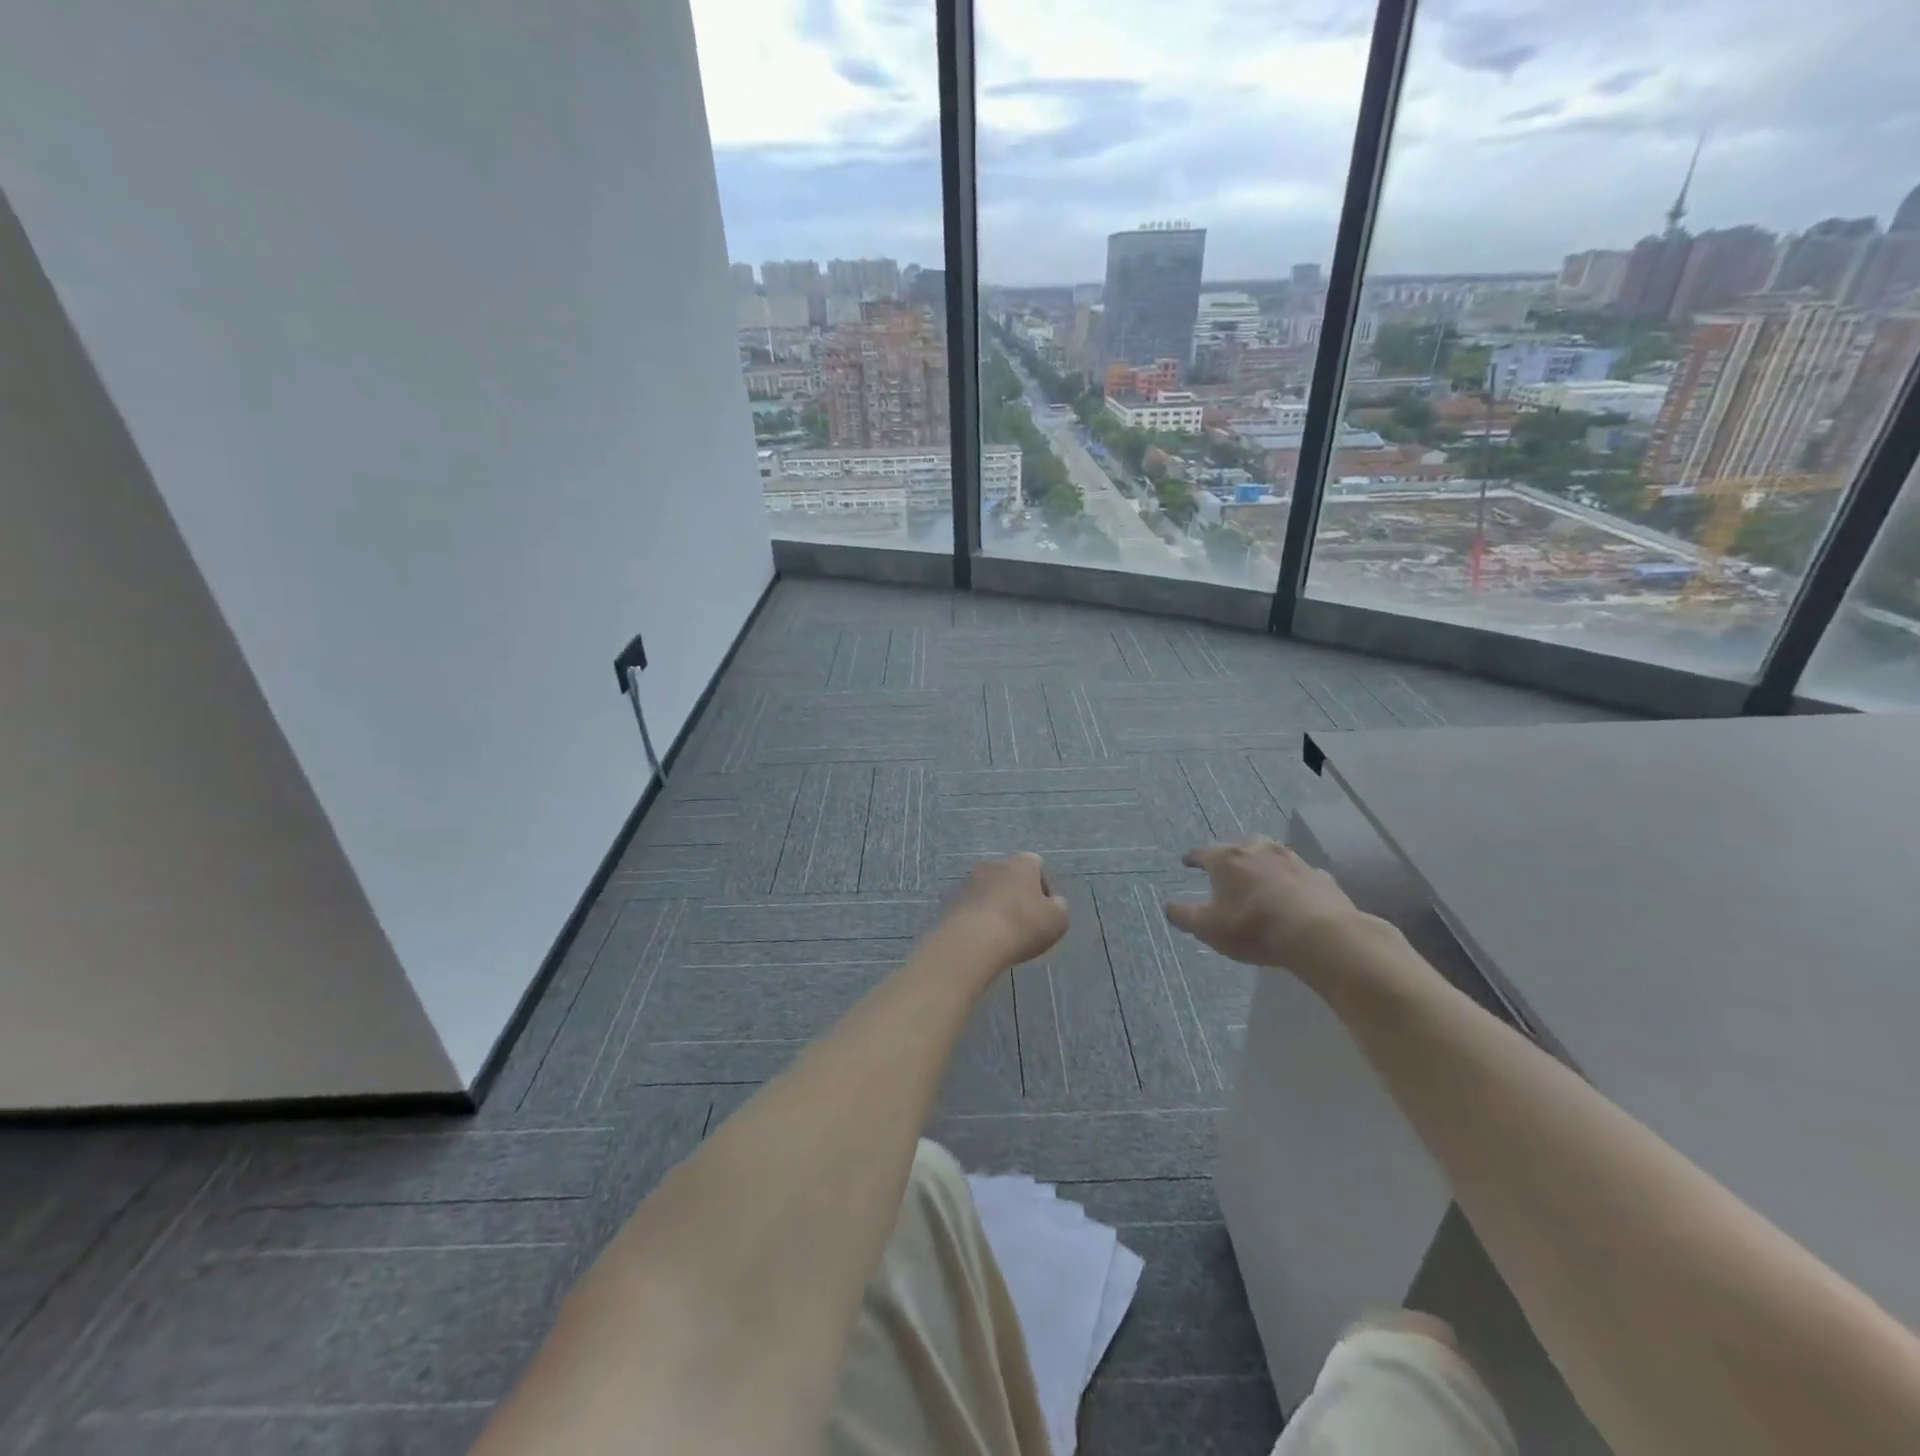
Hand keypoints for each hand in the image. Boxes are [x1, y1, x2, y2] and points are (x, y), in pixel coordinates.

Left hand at [940, 853, 1069, 969]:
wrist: (972, 941)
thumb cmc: (1022, 925)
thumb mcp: (1058, 919)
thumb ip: (1059, 906)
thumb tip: (1052, 903)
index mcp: (1021, 862)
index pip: (1036, 865)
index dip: (1043, 888)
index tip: (1044, 912)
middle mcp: (993, 864)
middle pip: (1010, 877)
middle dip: (1017, 895)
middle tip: (1023, 923)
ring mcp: (969, 880)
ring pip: (989, 891)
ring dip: (996, 906)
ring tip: (1001, 934)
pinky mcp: (952, 900)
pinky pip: (971, 907)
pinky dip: (978, 918)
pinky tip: (982, 939)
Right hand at [1163, 837, 1363, 974]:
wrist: (1318, 934)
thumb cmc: (1253, 928)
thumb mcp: (1208, 928)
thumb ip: (1184, 916)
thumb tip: (1168, 905)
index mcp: (1226, 860)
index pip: (1202, 852)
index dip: (1193, 858)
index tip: (1186, 862)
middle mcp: (1258, 850)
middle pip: (1239, 846)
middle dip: (1230, 855)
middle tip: (1225, 867)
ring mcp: (1292, 859)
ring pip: (1271, 854)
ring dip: (1262, 862)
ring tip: (1259, 875)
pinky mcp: (1319, 875)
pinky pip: (1299, 873)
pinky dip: (1292, 879)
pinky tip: (1293, 892)